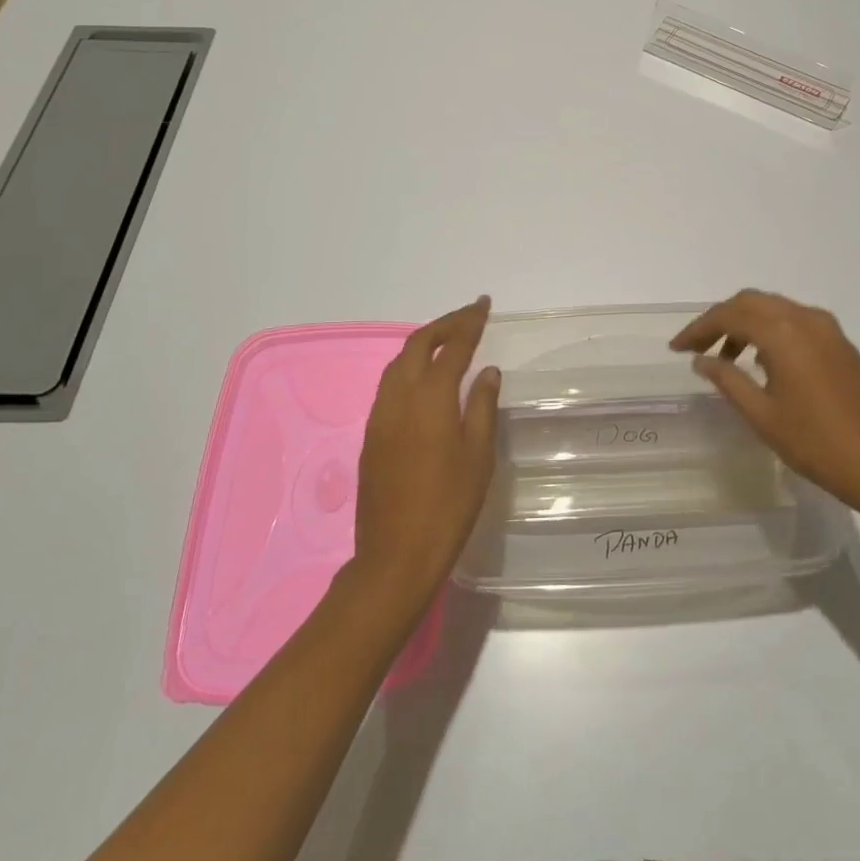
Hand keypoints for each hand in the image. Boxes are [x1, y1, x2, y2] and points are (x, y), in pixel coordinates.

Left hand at [353, 297, 500, 612]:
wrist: (395, 555)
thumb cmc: (448, 505)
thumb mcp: (478, 456)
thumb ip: (483, 406)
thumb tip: (488, 371)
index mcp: (431, 398)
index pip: (452, 346)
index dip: (469, 322)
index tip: (483, 304)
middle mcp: (399, 397)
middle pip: (418, 344)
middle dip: (444, 324)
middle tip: (469, 316)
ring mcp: (380, 415)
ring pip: (398, 362)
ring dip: (423, 343)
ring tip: (447, 340)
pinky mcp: (371, 434)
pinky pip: (389, 384)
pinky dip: (409, 366)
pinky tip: (424, 378)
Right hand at [671, 290, 859, 515]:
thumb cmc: (814, 443)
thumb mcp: (761, 414)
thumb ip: (727, 379)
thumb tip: (702, 359)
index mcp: (784, 333)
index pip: (730, 315)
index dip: (699, 328)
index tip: (677, 348)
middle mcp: (806, 319)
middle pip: (752, 302)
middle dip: (720, 319)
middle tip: (697, 347)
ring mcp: (828, 329)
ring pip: (775, 308)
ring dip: (746, 323)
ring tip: (726, 358)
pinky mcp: (841, 343)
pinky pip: (796, 321)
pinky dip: (771, 330)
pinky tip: (762, 361)